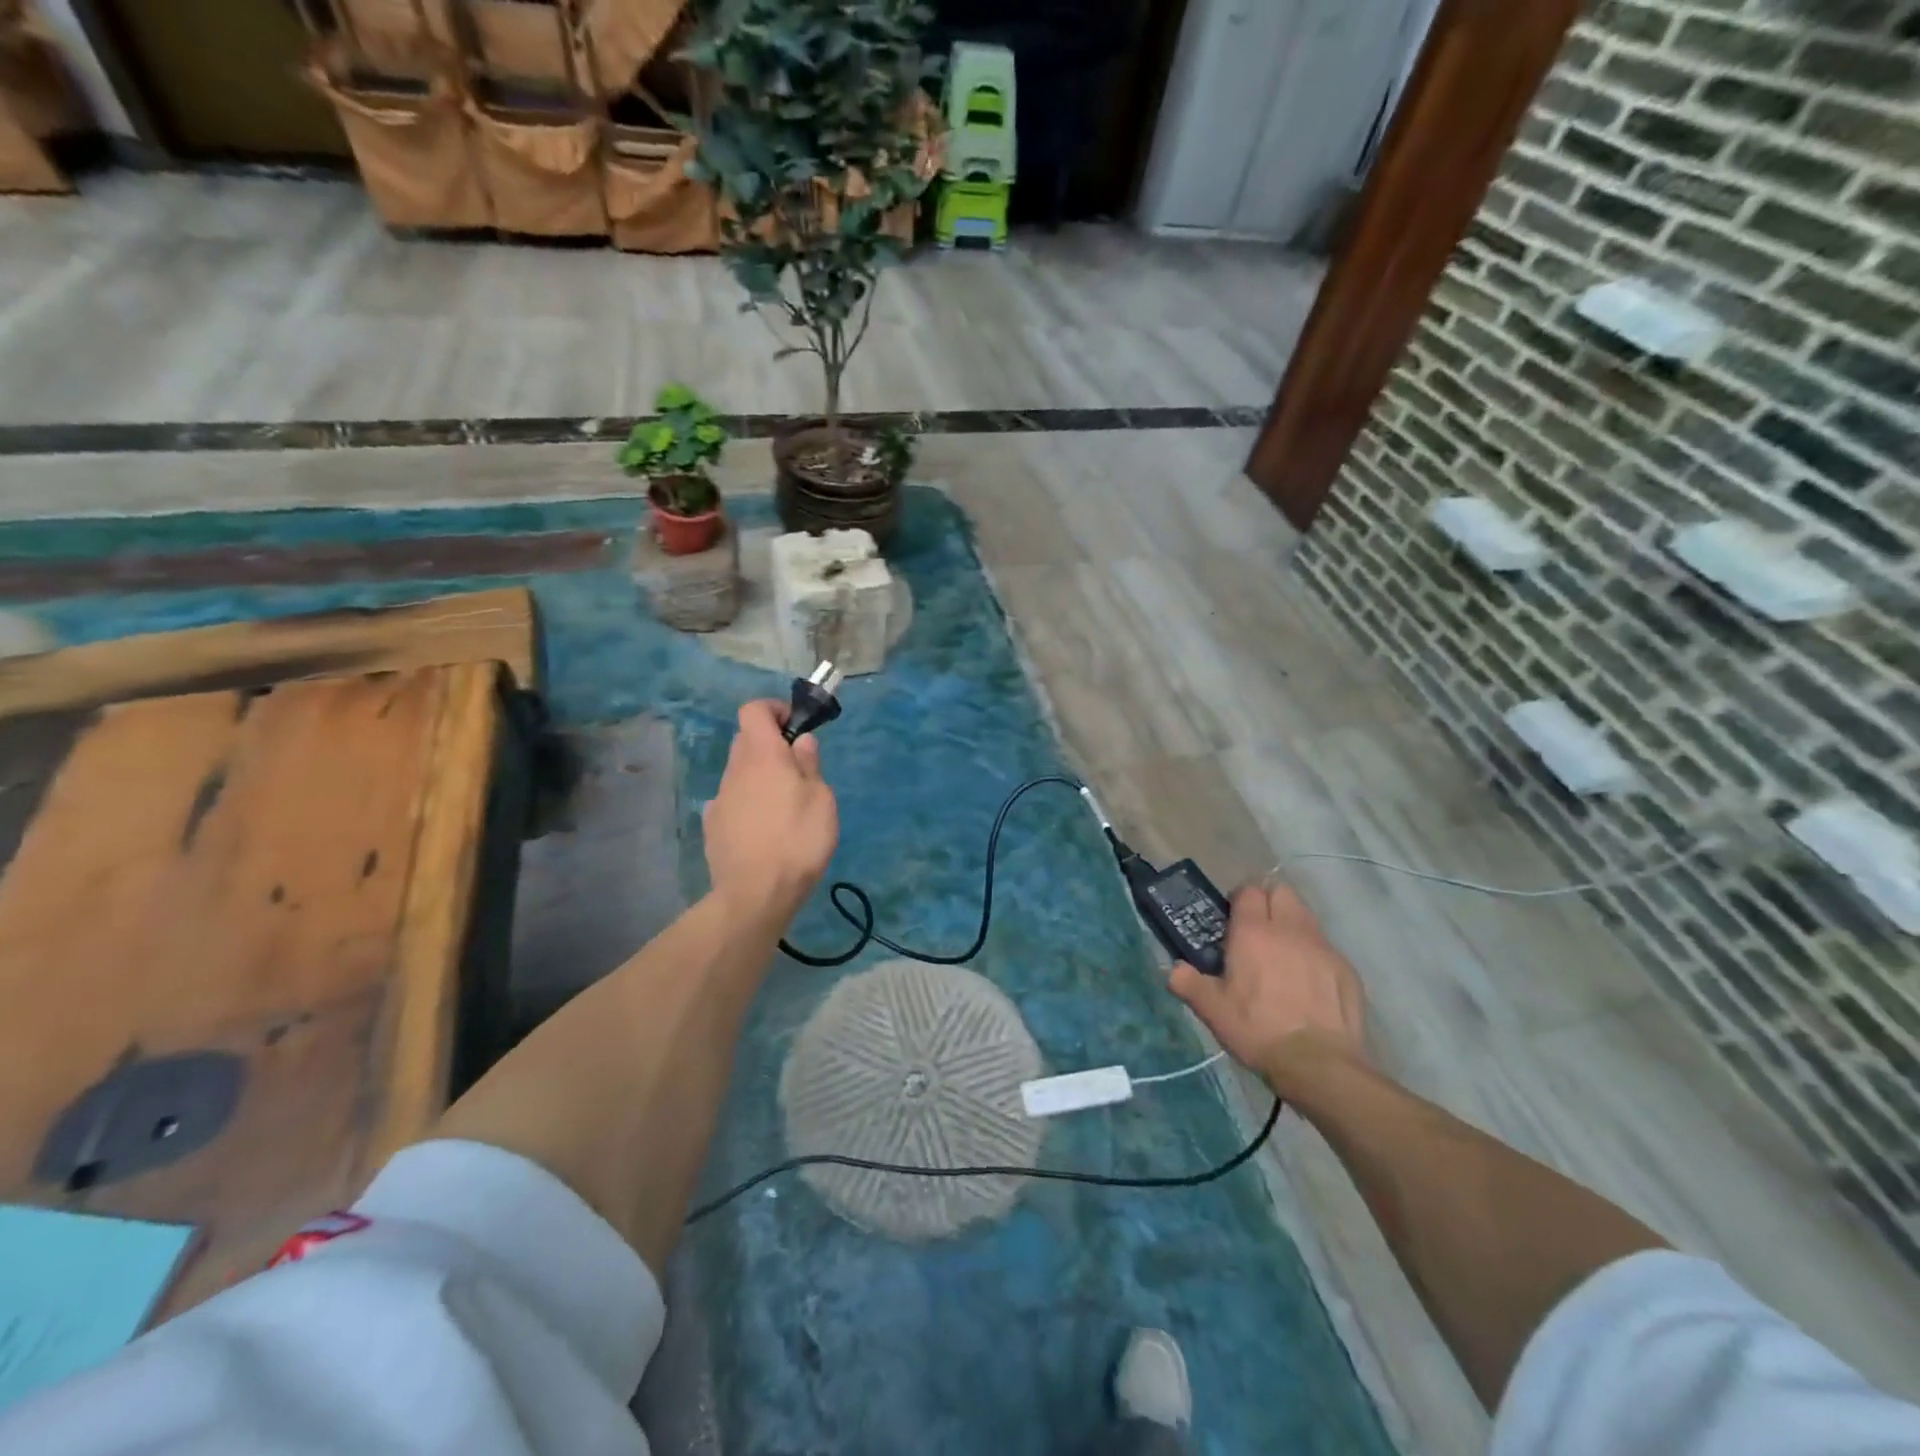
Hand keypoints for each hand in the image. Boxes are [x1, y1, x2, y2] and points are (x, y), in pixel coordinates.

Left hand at [703, 700, 838, 923]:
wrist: (755, 894)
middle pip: (746, 740)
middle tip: (799, 770)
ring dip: (760, 776)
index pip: (753, 710)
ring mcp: (719, 798)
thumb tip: (800, 741)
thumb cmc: (798, 840)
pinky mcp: (713, 826)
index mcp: (762, 755)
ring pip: (739, 772)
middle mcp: (735, 770)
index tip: (795, 727)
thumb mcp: (821, 799)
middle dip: (770, 745)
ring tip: (785, 806)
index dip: (774, 710)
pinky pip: (732, 800)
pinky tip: (763, 829)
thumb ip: (809, 765)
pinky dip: (747, 803)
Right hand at [1168, 882, 1366, 1089]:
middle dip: (1269, 902)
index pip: (1249, 891)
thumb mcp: (1212, 1010)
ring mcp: (1322, 947)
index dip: (1240, 899)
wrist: (1319, 1064)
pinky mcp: (1346, 969)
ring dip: (1292, 924)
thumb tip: (1175, 969)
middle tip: (1257, 930)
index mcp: (1253, 932)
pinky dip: (1314, 954)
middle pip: (1282, 892)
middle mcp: (1289, 929)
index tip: (1232, 918)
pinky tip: (1309, 983)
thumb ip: (1188, 982)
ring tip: (1283, 955)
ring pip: (1306, 916)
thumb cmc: (1257, 1030)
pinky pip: (1326, 947)